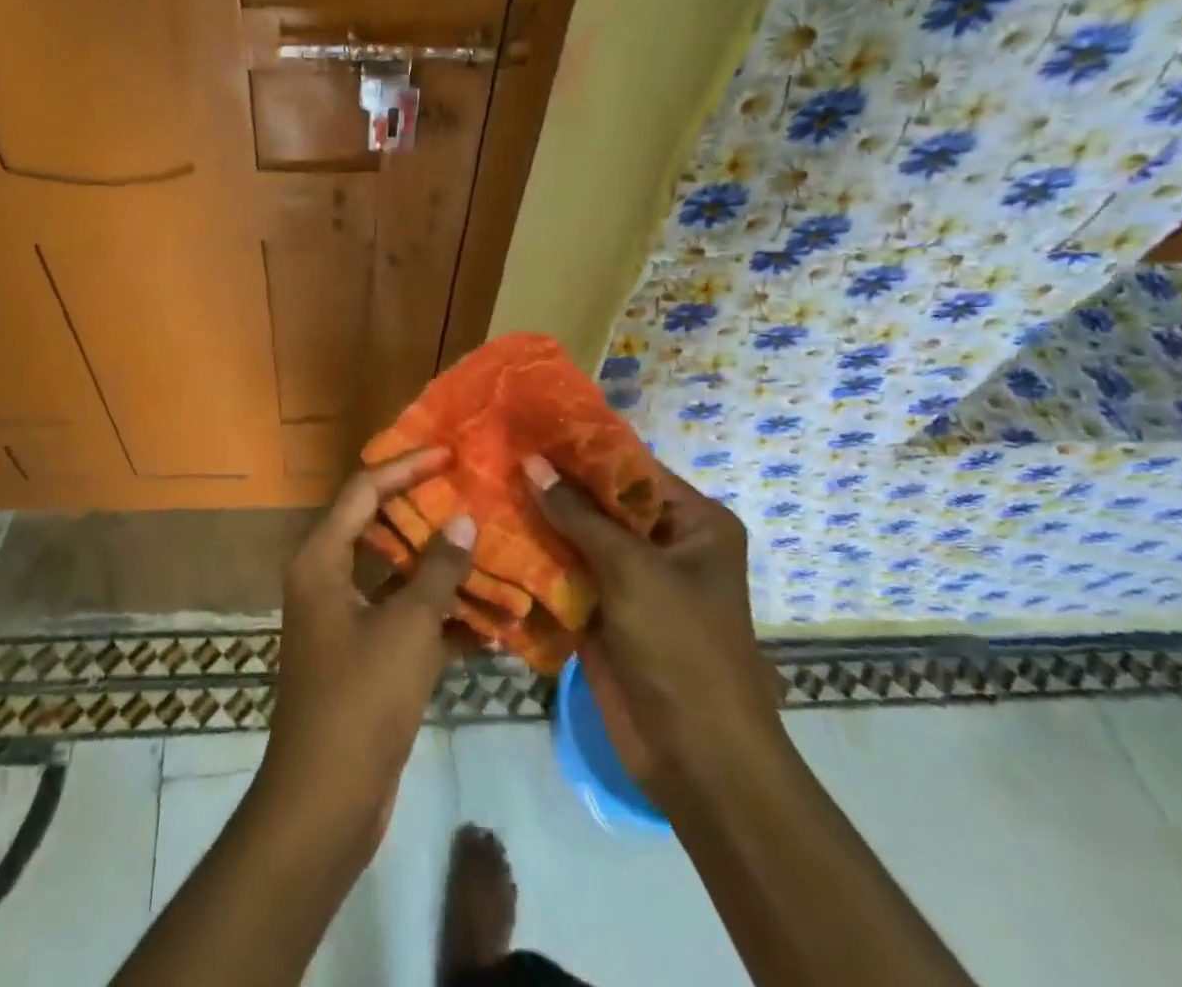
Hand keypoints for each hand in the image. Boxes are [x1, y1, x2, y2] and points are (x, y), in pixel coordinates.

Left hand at [256, 449, 475, 856]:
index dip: (406, 466)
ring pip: (397, 574)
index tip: (450, 453)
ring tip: (489, 545)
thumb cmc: (360, 698)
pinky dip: (440, 615)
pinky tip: (490, 619)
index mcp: (322, 558)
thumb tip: (464, 519)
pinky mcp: (364, 654)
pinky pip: (404, 617)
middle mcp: (327, 577)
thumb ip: (438, 570)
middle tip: (473, 492)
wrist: (326, 799)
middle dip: (426, 511)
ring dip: (439, 566)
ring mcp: (344, 617)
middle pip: (380, 525)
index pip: (365, 489)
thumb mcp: (407, 627)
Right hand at [524, 455, 782, 801]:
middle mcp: (663, 542)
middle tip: (496, 448)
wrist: (697, 759)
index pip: (629, 467)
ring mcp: (630, 578)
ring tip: (484, 480)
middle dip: (553, 481)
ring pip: (578, 534)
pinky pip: (565, 570)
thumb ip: (578, 514)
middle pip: (600, 499)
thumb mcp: (633, 570)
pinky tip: (491, 530)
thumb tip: (532, 461)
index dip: (580, 445)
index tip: (528, 422)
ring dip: (538, 516)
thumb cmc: (682, 649)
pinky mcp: (602, 609)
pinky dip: (535, 555)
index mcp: (693, 522)